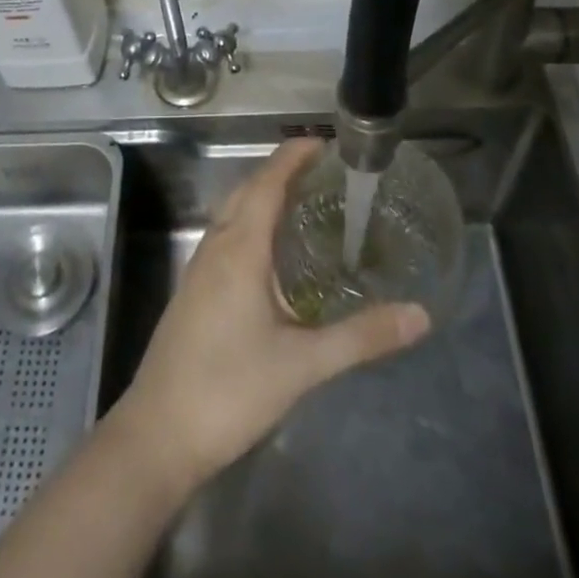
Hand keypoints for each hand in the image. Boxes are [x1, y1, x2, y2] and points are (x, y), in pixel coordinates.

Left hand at [110, 138, 429, 490]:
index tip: (324, 143)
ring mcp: (199, 269)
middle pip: (247, 191)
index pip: (267, 183)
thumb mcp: (302, 365)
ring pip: (232, 214)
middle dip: (281, 172)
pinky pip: (225, 237)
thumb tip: (420, 315)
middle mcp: (216, 247)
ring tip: (304, 204)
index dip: (293, 157)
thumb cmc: (230, 389)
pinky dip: (250, 224)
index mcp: (240, 249)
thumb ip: (361, 337)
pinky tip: (272, 256)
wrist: (158, 434)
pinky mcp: (193, 292)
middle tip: (324, 173)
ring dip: (263, 197)